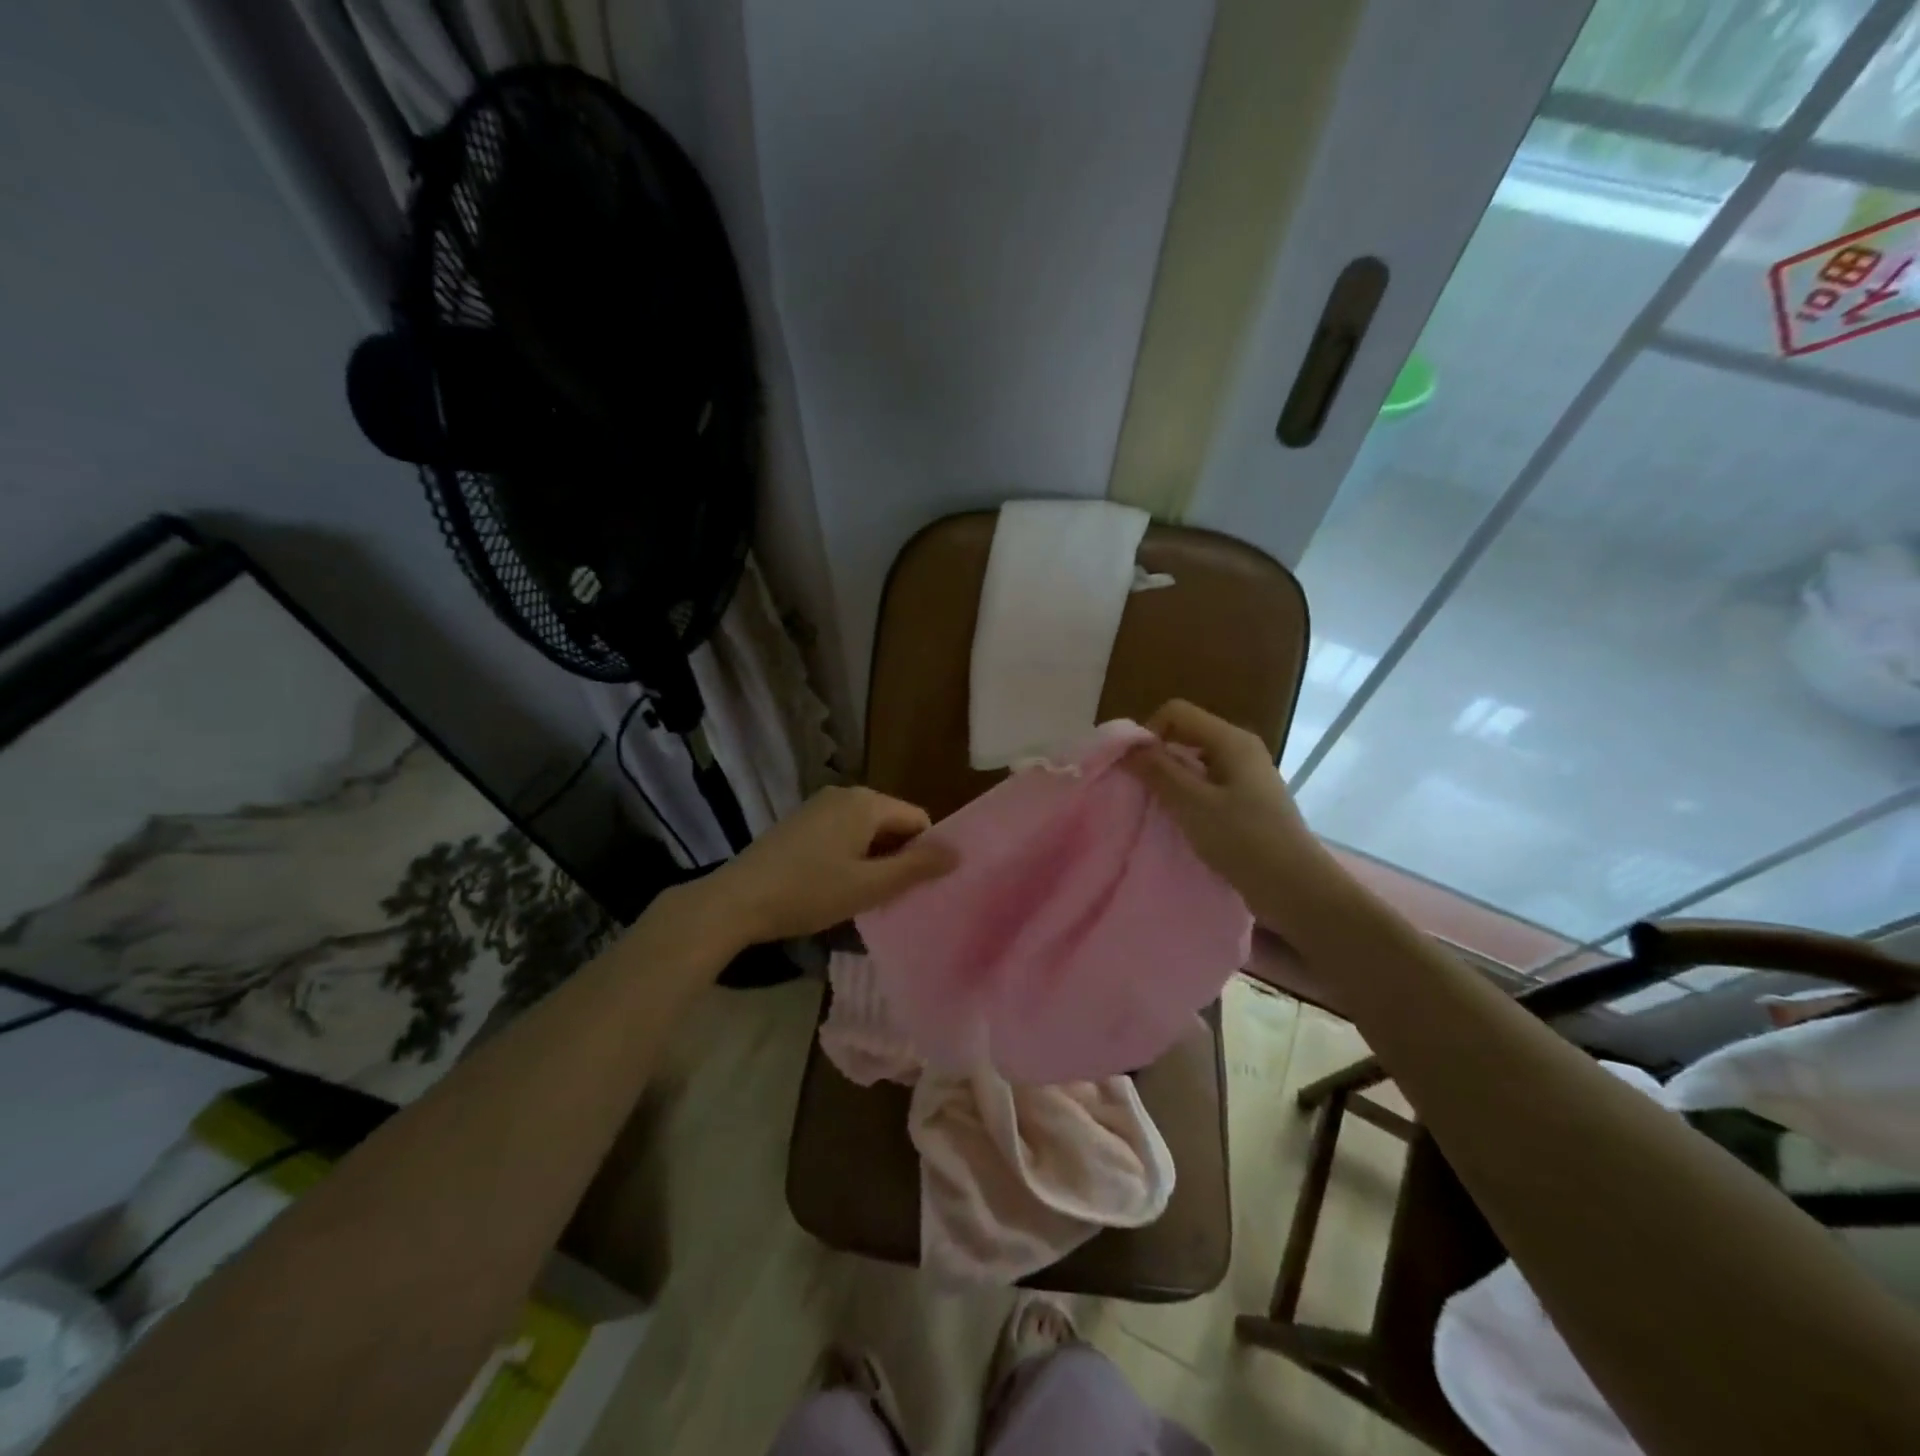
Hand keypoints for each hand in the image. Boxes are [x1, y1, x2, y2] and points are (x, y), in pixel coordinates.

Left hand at [702, 785, 957, 943]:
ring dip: (873, 860)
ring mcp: (819, 806)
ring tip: (864, 896)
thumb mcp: (869, 885)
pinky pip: (842, 833)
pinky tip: (835, 886)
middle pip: (892, 823)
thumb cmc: (810, 892)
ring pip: (866, 831)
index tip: (916, 889)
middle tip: (892, 898)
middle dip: (898, 857)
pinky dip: (849, 856)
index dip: (924, 854)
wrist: (737, 900)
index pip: (918, 820)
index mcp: (867, 802)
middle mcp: (845, 794)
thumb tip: (959, 852)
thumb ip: (917, 867)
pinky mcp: (801, 822)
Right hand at [1125, 699, 1322, 917]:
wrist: (1296, 890)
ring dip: (1172, 779)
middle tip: (1143, 792)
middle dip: (1158, 757)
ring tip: (1161, 810)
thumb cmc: (1243, 841)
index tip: (1135, 769)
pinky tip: (1184, 822)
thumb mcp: (1192, 804)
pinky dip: (1189, 796)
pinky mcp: (1249, 800)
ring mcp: (1247, 775)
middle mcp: (1241, 748)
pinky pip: (1208, 783)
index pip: (1176, 712)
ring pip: (1195, 761)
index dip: (1149, 733)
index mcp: (1231, 740)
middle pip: (1186, 733)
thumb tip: (1127, 747)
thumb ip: (1158, 771)